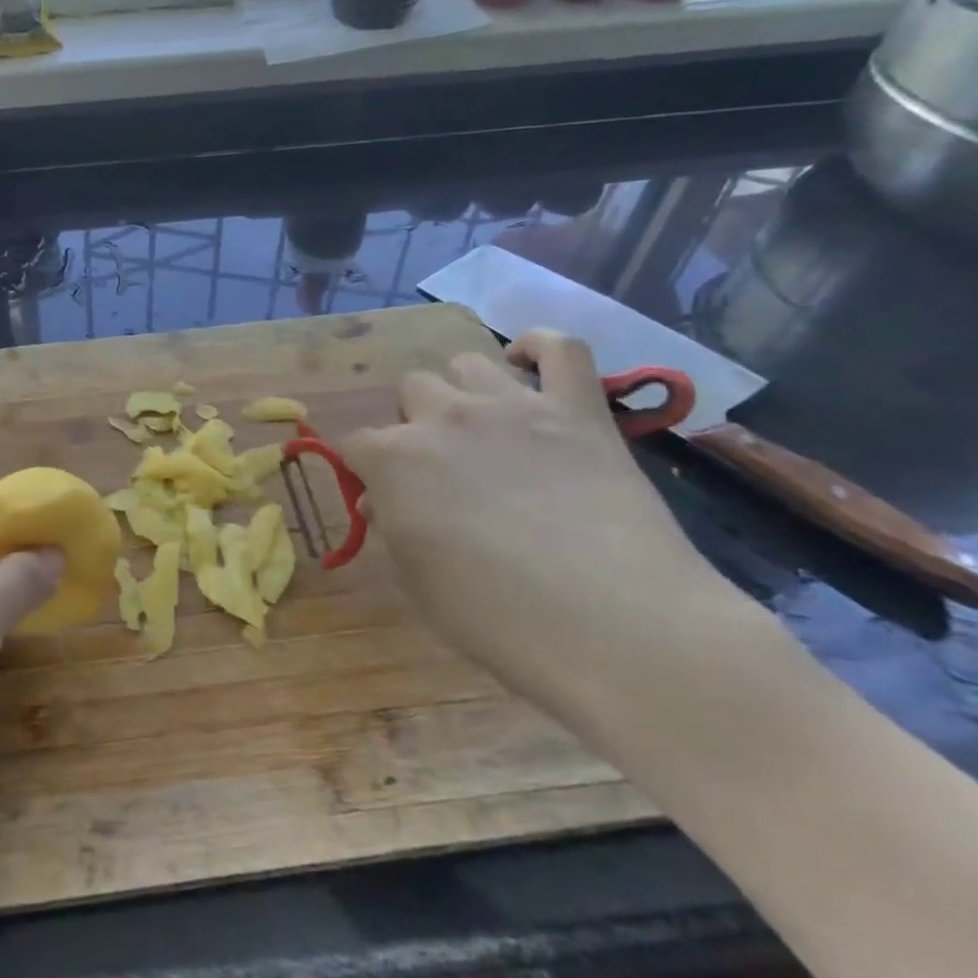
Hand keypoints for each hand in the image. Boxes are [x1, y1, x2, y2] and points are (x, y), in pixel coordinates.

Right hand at [340, 329, 747, 709]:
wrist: (619, 630)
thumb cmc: (499, 620)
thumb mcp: (417, 581)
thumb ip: (391, 527)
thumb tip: (382, 498)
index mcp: (395, 458)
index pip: (357, 443)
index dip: (367, 470)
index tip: (385, 499)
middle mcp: (444, 417)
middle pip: (411, 389)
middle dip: (417, 422)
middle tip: (443, 468)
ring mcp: (513, 405)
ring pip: (467, 363)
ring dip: (466, 392)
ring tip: (487, 431)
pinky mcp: (579, 410)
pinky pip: (560, 347)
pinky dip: (540, 349)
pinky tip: (530, 368)